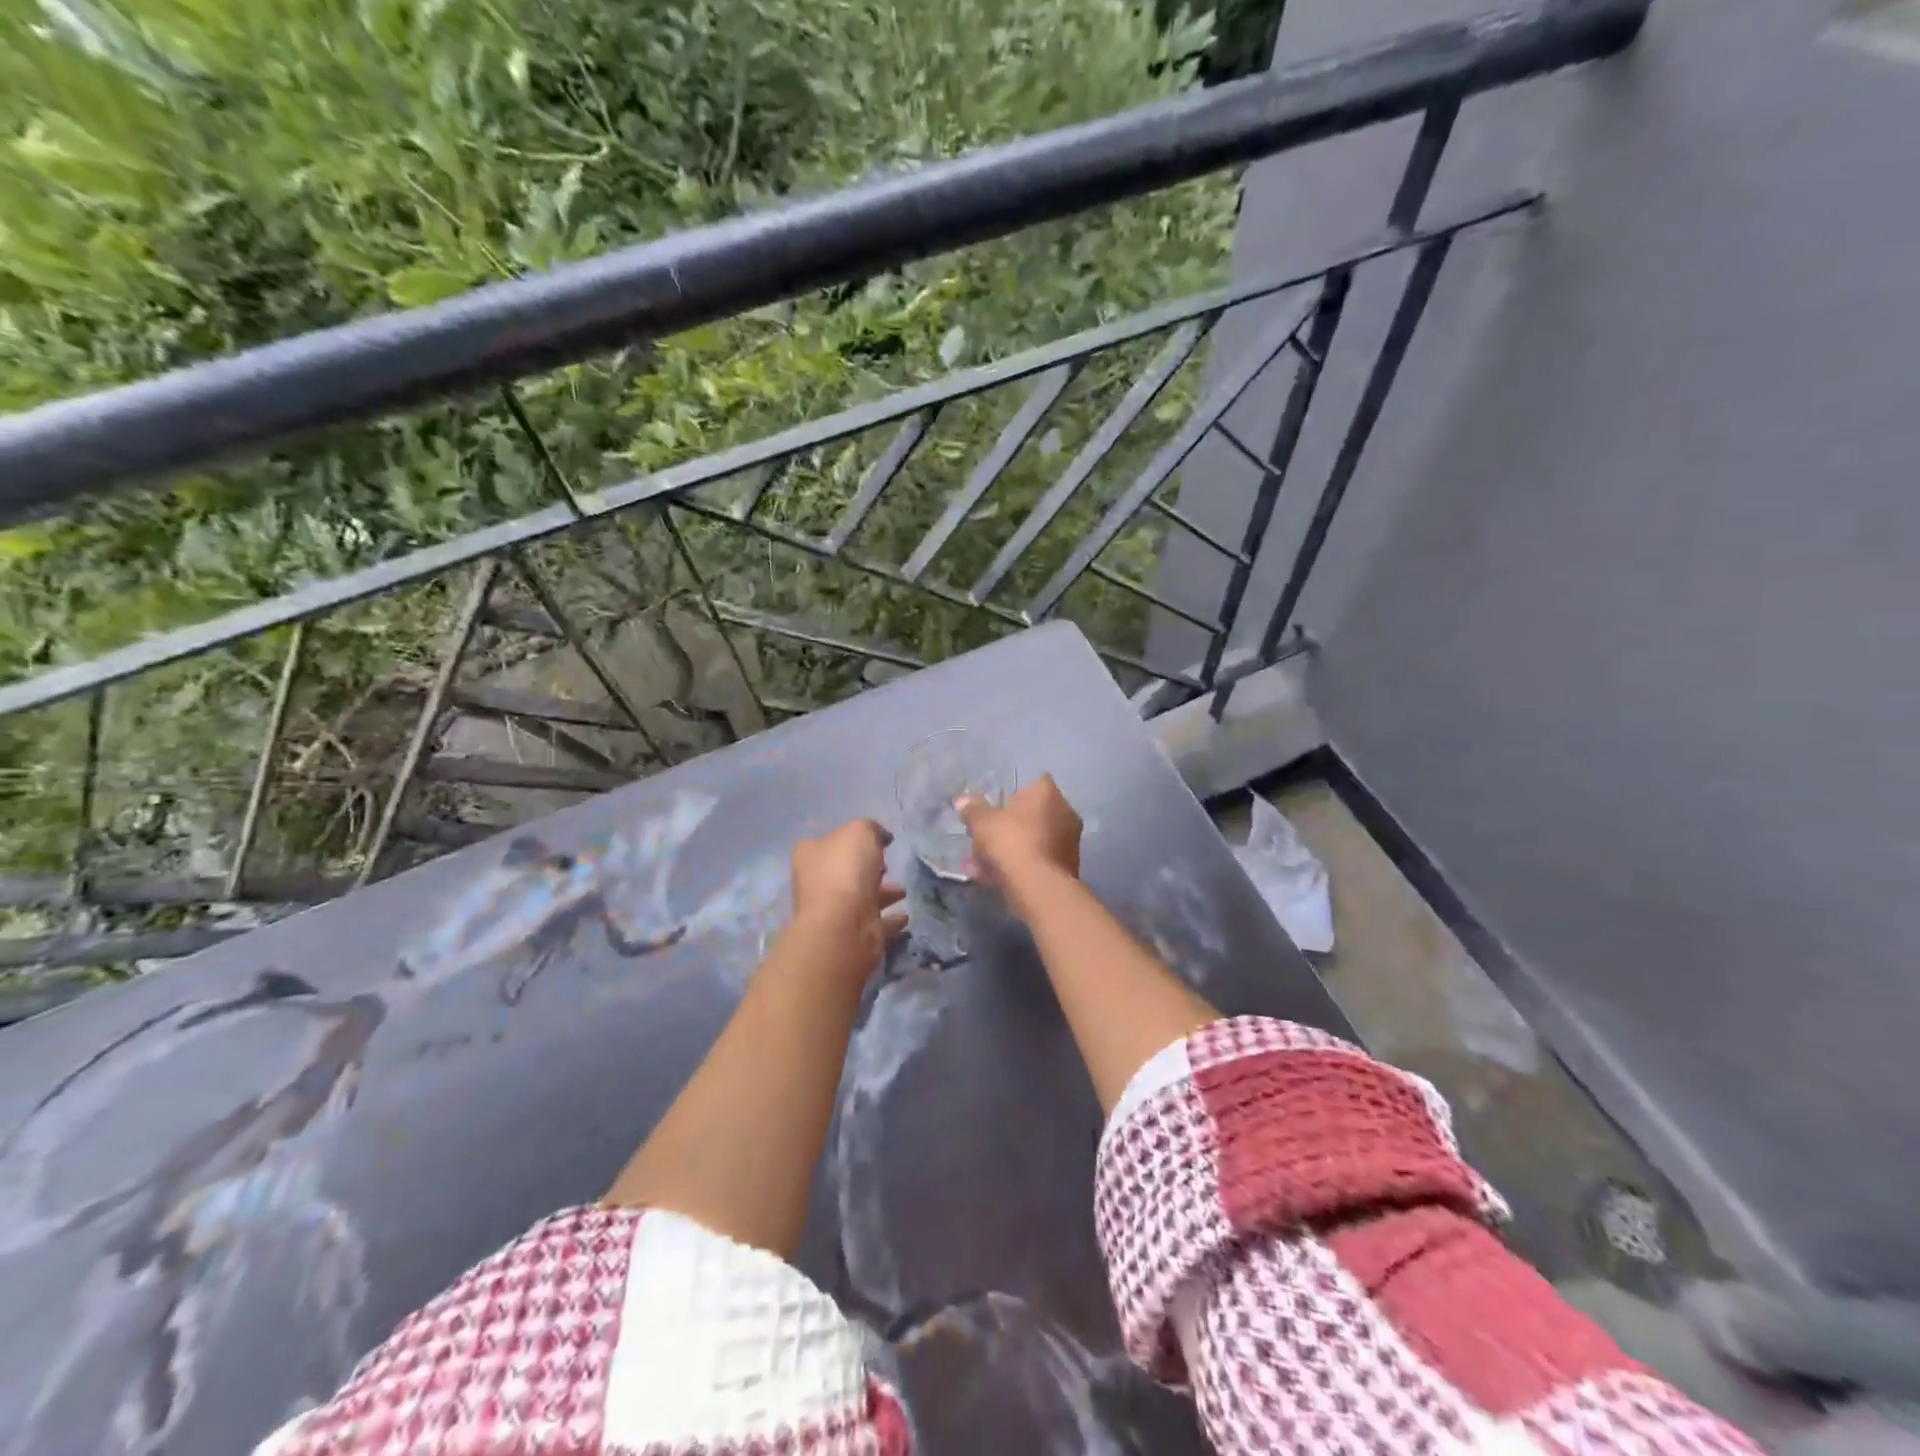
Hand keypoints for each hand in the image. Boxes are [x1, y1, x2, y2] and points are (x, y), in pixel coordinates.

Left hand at [789, 819, 907, 974]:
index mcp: (811, 855)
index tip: (876, 843)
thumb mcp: (861, 831)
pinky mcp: (851, 934)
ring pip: (861, 899)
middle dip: (868, 869)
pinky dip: (889, 920)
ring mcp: (833, 912)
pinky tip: (904, 916)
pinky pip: (874, 923)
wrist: (844, 924)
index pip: (828, 842)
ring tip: (903, 891)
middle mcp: (816, 883)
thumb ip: (872, 828)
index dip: (851, 840)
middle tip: (888, 866)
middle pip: (845, 872)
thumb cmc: (846, 870)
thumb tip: (881, 837)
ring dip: (883, 894)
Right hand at [957, 775, 1081, 919]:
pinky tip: (1002, 878)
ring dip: (1019, 847)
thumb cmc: (1011, 842)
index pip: (1034, 784)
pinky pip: (1041, 860)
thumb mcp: (982, 823)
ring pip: (1038, 839)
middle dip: (1015, 825)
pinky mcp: (1070, 866)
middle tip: (991, 837)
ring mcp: (1071, 841)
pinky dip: (1025, 865)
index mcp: (1048, 793)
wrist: (1038, 887)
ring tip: (990, 863)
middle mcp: (1066, 811)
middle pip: (1036, 813)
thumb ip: (973, 809)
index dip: (1015, 796)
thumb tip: (962, 800)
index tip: (998, 809)